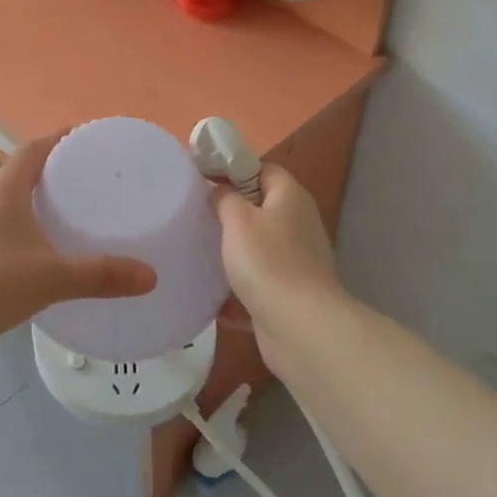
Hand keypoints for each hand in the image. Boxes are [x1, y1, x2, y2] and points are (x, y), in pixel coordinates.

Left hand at [0, 131, 156, 365]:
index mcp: (5, 191)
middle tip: (91, 177)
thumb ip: (101, 274)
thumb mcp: (53, 276)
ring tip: (75, 212)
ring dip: (40, 202)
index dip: (58, 138)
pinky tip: (50, 253)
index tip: (87, 138)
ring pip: (14, 204)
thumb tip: (150, 276)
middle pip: (23, 173)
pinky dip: (31, 232)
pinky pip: (8, 232)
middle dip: (55, 170)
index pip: (33, 149)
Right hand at [212, 164, 338, 369]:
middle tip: (196, 216)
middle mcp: (298, 224)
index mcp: (290, 198)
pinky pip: (257, 284)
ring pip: (257, 248)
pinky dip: (236, 290)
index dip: (233, 170)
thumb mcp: (238, 219)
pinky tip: (210, 296)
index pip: (263, 169)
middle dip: (229, 213)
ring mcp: (296, 261)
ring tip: (198, 253)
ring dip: (231, 253)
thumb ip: (224, 198)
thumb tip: (219, 191)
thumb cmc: (267, 262)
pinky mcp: (289, 294)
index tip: (202, 179)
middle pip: (260, 208)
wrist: (300, 326)